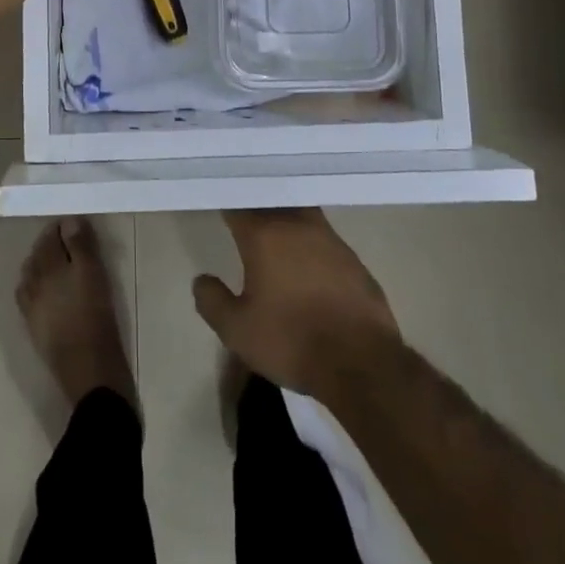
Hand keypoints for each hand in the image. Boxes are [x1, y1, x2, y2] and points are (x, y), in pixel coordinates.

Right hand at [193, 209, 403, 403]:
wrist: (362, 363)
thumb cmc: (292, 341)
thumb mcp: (237, 331)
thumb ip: (213, 301)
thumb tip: (201, 280)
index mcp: (264, 235)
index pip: (238, 205)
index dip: (226, 202)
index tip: (216, 201)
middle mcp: (297, 225)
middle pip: (272, 200)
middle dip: (256, 201)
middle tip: (244, 209)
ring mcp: (330, 239)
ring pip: (301, 213)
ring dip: (286, 216)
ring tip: (274, 229)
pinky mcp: (353, 259)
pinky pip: (324, 238)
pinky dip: (310, 242)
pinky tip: (307, 260)